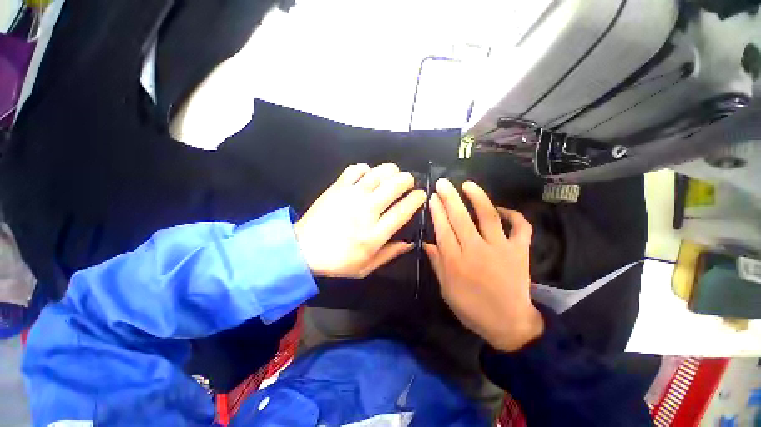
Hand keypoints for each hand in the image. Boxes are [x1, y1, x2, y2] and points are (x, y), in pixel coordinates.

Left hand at [295, 163, 425, 277]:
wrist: (304, 249)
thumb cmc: (338, 261)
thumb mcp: (366, 267)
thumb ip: (390, 253)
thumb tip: (410, 243)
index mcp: (375, 232)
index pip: (404, 209)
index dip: (416, 199)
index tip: (420, 195)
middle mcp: (366, 210)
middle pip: (394, 185)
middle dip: (407, 180)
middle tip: (408, 182)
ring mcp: (351, 196)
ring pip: (378, 174)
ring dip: (391, 170)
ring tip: (394, 174)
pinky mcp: (338, 188)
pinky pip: (355, 170)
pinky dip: (366, 169)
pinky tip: (368, 174)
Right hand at [424, 179, 543, 351]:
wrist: (509, 324)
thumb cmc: (472, 308)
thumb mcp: (446, 289)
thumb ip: (437, 263)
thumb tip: (426, 242)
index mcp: (456, 262)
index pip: (443, 230)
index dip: (437, 212)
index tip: (433, 198)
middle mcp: (476, 251)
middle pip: (461, 219)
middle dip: (450, 198)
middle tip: (443, 183)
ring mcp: (500, 249)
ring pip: (488, 217)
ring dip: (478, 198)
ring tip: (468, 184)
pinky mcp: (519, 251)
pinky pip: (520, 228)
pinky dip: (514, 216)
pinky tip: (502, 209)